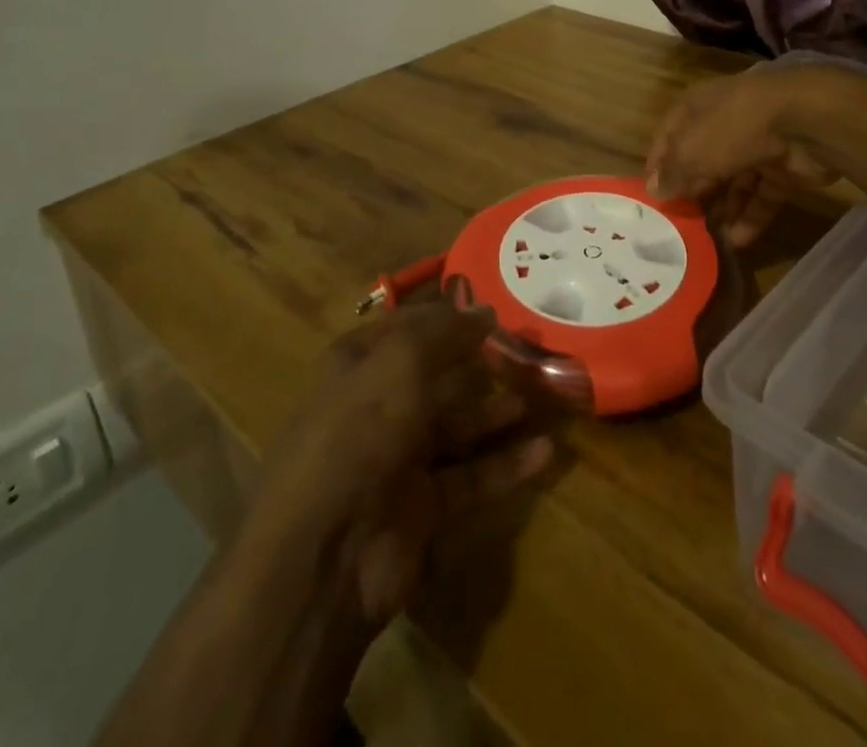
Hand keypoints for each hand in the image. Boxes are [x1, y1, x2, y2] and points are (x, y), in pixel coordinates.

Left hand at [253, 302, 553, 624]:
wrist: (321, 560)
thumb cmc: (358, 435)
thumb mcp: (400, 364)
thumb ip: (446, 333)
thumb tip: (486, 309)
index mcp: (357, 367)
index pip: (406, 329)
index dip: (445, 316)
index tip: (492, 307)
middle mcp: (376, 409)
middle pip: (436, 377)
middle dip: (479, 364)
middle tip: (529, 352)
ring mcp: (398, 462)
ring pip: (457, 427)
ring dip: (497, 413)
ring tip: (544, 396)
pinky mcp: (421, 510)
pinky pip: (471, 478)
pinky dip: (505, 465)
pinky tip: (544, 452)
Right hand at [645, 66, 836, 245]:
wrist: (804, 123)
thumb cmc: (733, 127)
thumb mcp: (691, 151)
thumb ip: (673, 173)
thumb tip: (654, 191)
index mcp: (696, 107)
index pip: (669, 136)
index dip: (658, 165)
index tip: (649, 196)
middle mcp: (724, 122)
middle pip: (702, 160)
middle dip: (692, 191)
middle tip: (678, 223)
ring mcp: (757, 145)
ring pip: (734, 181)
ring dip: (721, 209)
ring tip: (705, 239)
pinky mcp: (783, 167)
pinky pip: (761, 196)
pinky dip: (750, 217)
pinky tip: (736, 242)